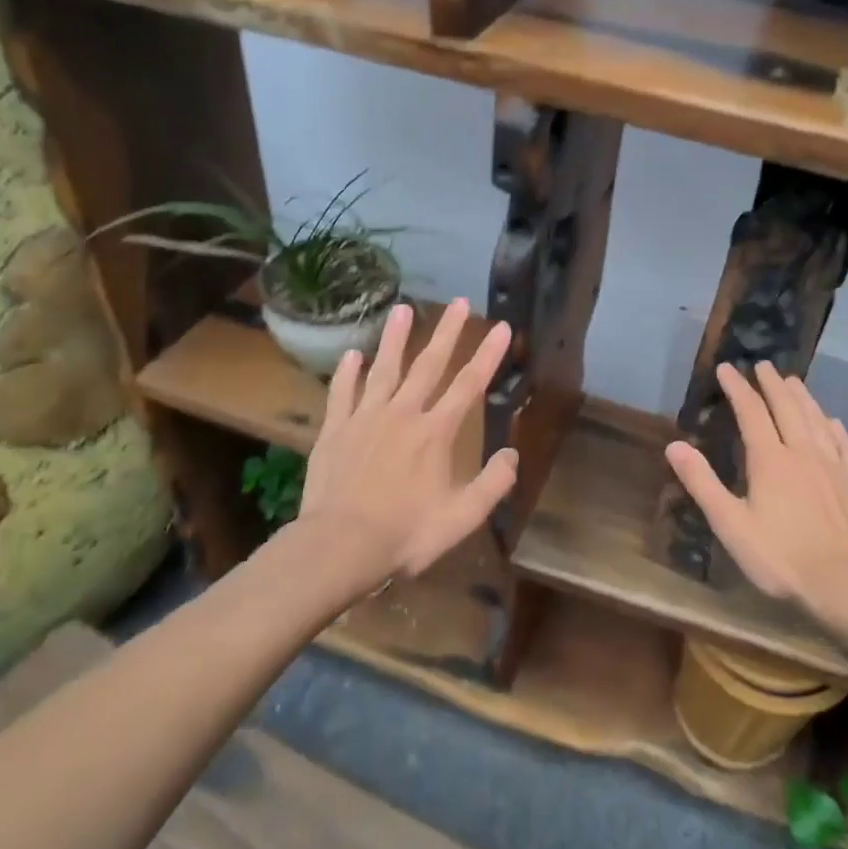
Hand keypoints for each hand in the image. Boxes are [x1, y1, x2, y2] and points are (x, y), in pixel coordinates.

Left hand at [296, 300, 517, 586]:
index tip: (501, 326)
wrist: (340, 546)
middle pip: (428, 365)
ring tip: (402, 308)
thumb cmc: (405, 534)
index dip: (488, 355)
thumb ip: (492, 484)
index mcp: (436, 433)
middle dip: (447, 332)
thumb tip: (512, 454)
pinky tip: (352, 354)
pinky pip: (342, 394)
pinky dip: (347, 373)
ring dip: (395, 338)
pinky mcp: (335, 431)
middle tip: (457, 302)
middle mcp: (402, 415)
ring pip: (383, 369)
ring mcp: (365, 419)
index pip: (469, 385)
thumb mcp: (462, 518)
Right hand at [664, 362, 847, 618]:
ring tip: (794, 381)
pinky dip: (834, 426)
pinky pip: (844, 444)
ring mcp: (833, 466)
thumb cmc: (780, 557)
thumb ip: (702, 483)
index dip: (738, 388)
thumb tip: (674, 445)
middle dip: (772, 384)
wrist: (844, 584)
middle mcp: (803, 453)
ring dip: (803, 397)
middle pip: (787, 408)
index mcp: (770, 460)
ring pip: (816, 420)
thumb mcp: (730, 524)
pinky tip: (832, 421)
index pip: (751, 413)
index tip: (727, 369)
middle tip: (764, 365)